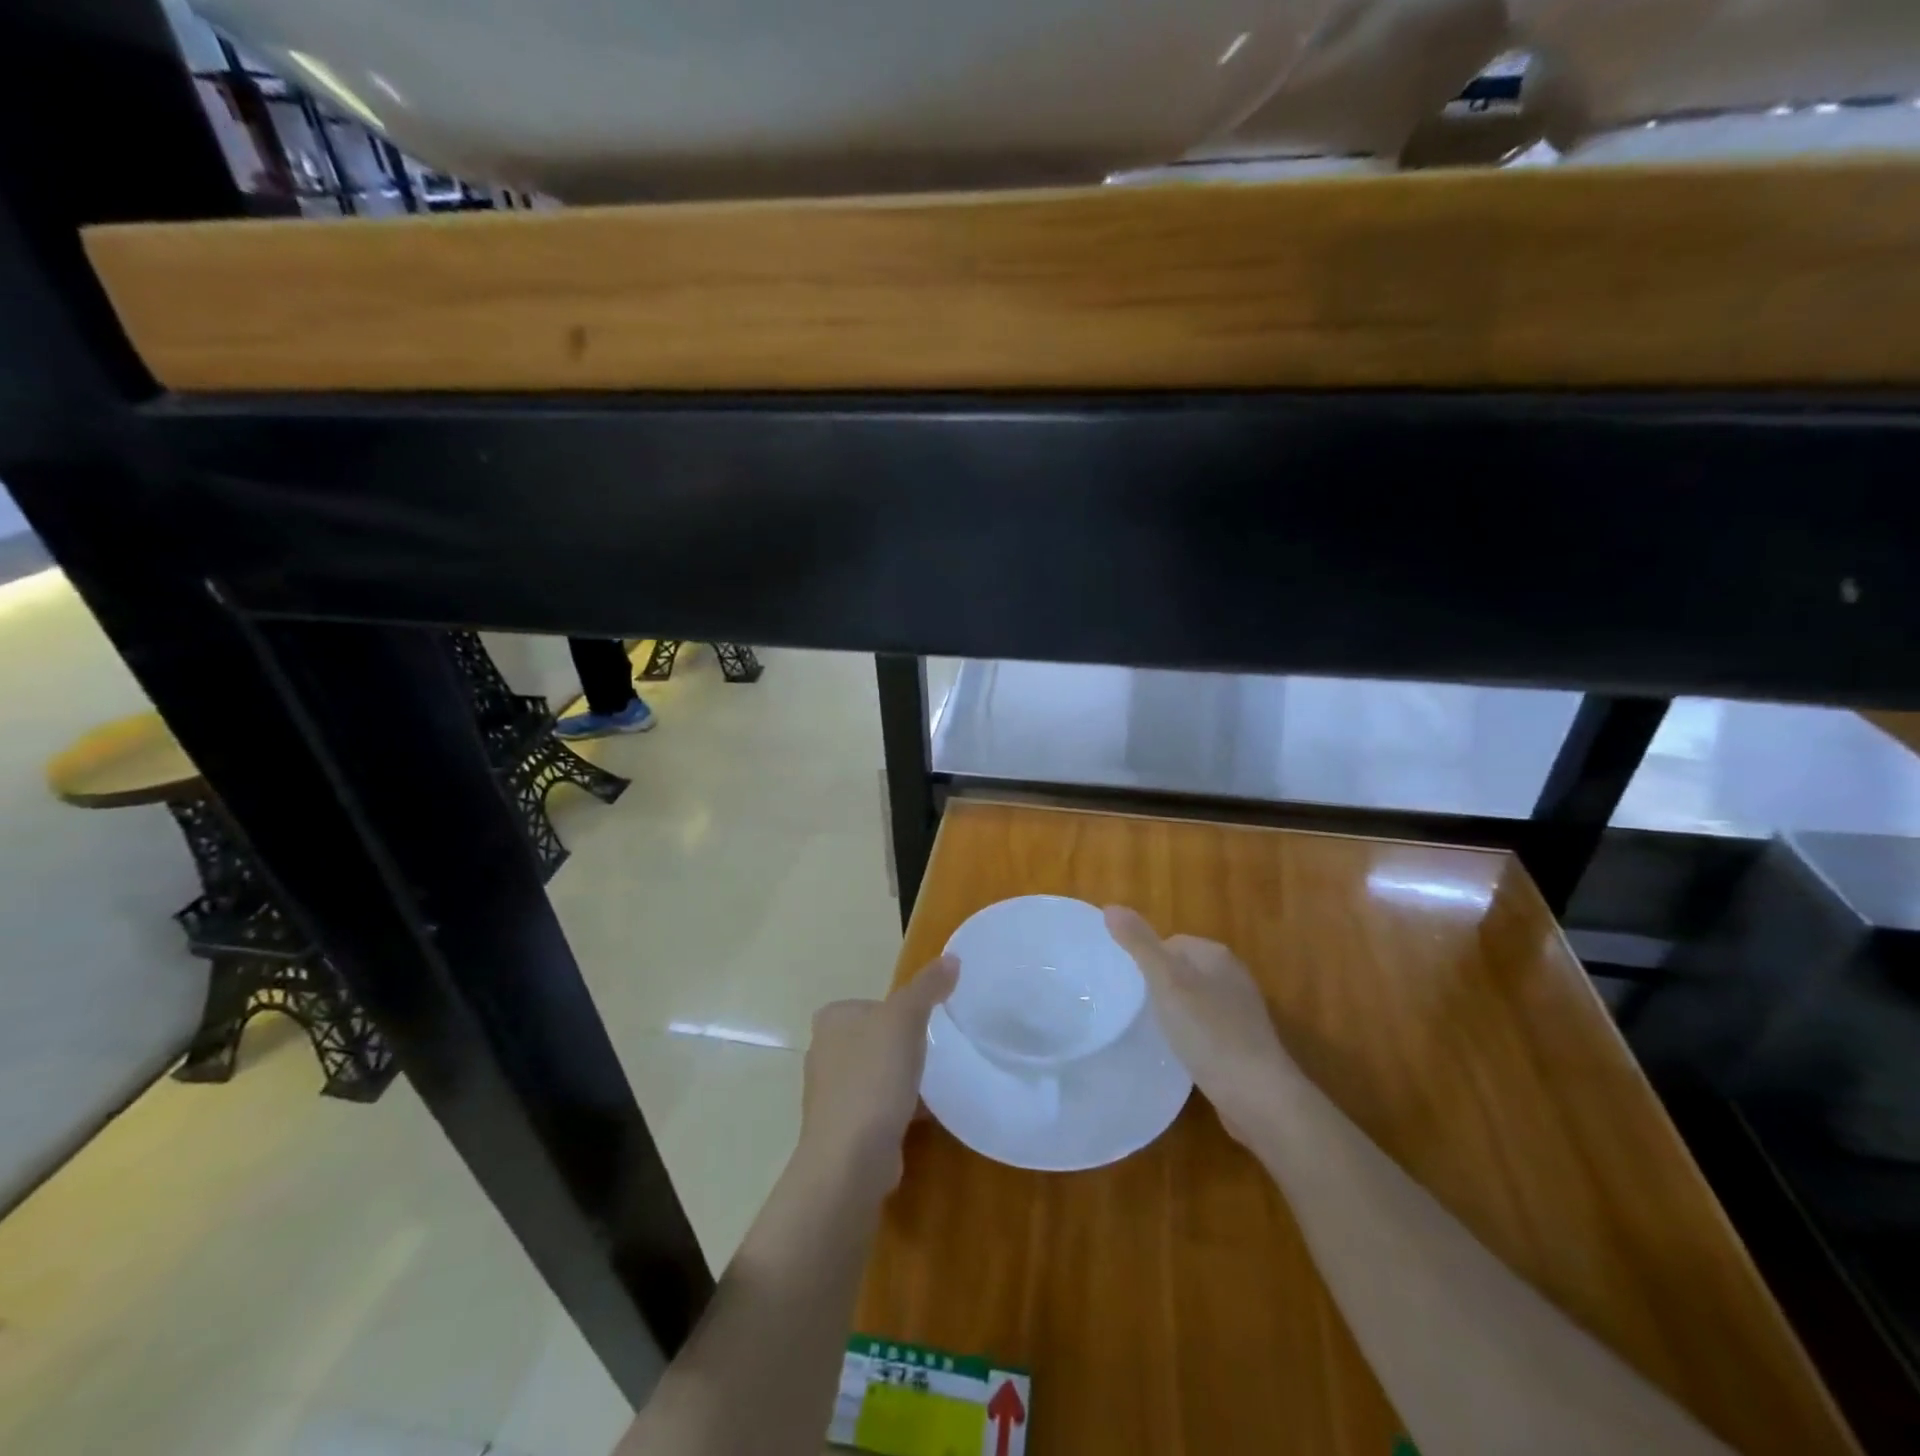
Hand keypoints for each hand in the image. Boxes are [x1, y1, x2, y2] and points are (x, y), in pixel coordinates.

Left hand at [797, 955, 957, 1201]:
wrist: (850, 1160)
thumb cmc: (873, 1078)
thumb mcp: (906, 1019)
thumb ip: (928, 987)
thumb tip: (952, 957)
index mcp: (832, 1020)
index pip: (872, 1004)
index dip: (901, 1011)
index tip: (928, 1025)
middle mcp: (824, 1052)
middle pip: (876, 1038)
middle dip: (902, 1046)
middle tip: (936, 1052)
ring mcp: (831, 1094)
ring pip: (877, 1074)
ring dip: (902, 1079)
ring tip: (934, 1083)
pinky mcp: (843, 1129)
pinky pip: (879, 1107)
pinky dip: (900, 1108)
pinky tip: (925, 1115)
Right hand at [1104, 906, 1295, 1146]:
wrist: (1258, 1096)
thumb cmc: (1209, 1032)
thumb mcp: (1166, 983)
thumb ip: (1139, 944)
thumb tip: (1111, 907)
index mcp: (1216, 955)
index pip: (1170, 943)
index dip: (1147, 961)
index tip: (1130, 987)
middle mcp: (1233, 976)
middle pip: (1182, 970)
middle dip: (1160, 987)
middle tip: (1137, 1010)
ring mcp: (1241, 1011)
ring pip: (1193, 1000)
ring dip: (1174, 1013)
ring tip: (1154, 1032)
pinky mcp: (1243, 1044)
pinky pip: (1206, 1028)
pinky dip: (1190, 1036)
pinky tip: (1180, 1054)